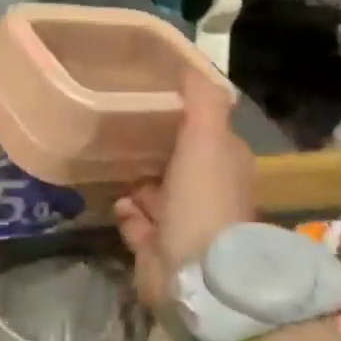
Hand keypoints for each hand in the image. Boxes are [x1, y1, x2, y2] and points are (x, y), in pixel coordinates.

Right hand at [114, 69, 257, 313]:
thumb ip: (202, 101)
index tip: (155, 102)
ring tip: (115, 166)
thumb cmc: (204, 200)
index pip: (208, 135)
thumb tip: (189, 65)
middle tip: (124, 132)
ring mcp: (184, 225)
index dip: (186, 119)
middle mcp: (208, 196)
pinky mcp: (159, 250)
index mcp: (226, 168)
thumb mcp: (207, 138)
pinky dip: (129, 216)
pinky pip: (138, 225)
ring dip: (138, 185)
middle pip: (179, 166)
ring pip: (155, 195)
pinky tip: (120, 205)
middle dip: (155, 152)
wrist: (196, 275)